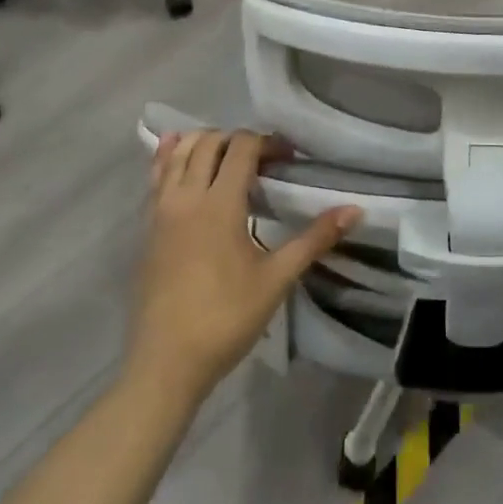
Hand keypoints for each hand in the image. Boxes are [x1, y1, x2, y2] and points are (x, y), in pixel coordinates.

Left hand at [128, 130, 361, 404]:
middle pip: (208, 142)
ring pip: (177, 154)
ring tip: (226, 154)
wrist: (166, 364)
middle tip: (263, 159)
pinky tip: (175, 152)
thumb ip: (314, 240)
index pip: (242, 148)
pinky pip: (156, 176)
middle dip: (237, 139)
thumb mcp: (277, 279)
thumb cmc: (226, 319)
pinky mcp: (146, 228)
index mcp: (220, 204)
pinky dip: (169, 157)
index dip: (268, 143)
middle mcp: (187, 197)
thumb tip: (355, 210)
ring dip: (203, 142)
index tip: (289, 158)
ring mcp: (161, 211)